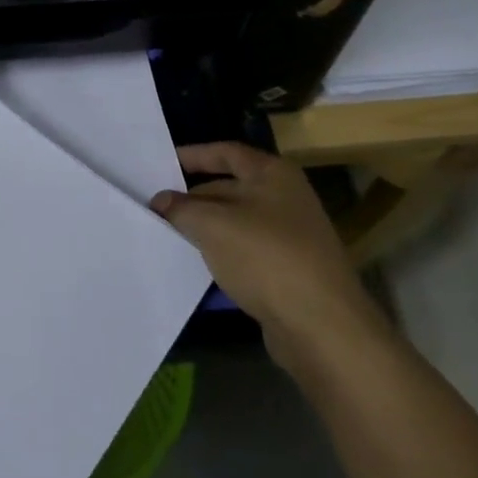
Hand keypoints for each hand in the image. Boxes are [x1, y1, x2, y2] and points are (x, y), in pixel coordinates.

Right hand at [150, 143, 376, 349]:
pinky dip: (222, 253)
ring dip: (205, 227)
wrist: (322, 325)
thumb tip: (160, 201)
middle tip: (156, 208)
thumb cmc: (266, 257)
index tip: (162, 164)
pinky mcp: (289, 270)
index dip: (193, 155)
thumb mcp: (213, 225)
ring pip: (236, 222)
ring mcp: (290, 235)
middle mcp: (285, 198)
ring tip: (169, 234)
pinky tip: (199, 264)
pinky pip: (246, 251)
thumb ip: (181, 208)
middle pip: (230, 187)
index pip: (226, 152)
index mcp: (273, 174)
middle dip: (193, 197)